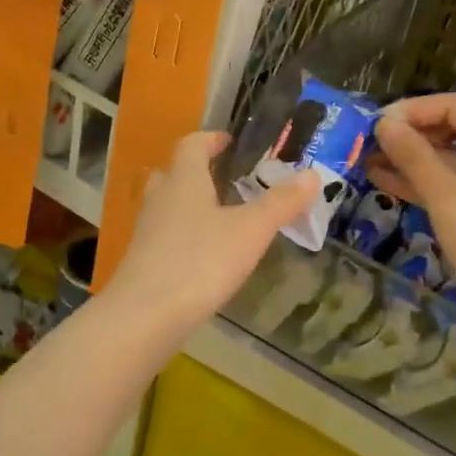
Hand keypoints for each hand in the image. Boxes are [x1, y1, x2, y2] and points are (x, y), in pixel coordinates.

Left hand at [105, 131, 318, 335]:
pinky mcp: (143, 262)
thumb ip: (280, 203)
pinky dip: (183, 237)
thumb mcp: (250, 231)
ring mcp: (146, 232)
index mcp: (184, 180)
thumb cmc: (201, 261)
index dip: (211, 139)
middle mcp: (160, 199)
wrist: (145, 315)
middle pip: (173, 174)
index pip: (192, 145)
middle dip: (196, 172)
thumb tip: (312, 175)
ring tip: (219, 218)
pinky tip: (203, 257)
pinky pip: (164, 238)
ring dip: (189, 206)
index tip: (228, 141)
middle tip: (224, 179)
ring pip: (166, 207)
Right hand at [367, 94, 455, 315]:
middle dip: (411, 136)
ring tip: (368, 162)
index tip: (376, 123)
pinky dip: (425, 185)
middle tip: (368, 143)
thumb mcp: (448, 197)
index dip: (414, 110)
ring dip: (412, 161)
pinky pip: (455, 188)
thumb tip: (384, 124)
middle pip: (455, 132)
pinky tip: (388, 183)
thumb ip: (414, 157)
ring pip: (452, 163)